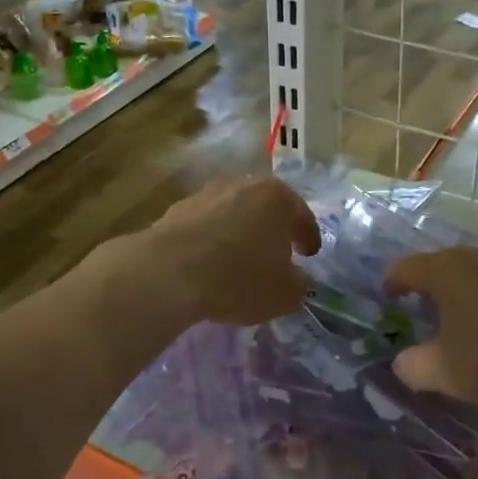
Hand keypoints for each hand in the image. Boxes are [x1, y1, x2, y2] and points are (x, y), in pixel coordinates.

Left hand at [143, 176, 321, 325]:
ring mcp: (207, 193)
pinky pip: (206, 224)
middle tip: (277, 251)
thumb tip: (296, 278)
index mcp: (278, 197)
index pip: (302, 216)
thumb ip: (298, 284)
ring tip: (240, 258)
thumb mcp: (283, 294)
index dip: (308, 237)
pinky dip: (212, 239)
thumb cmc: (238, 278)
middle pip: (266, 207)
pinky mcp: (177, 208)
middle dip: (273, 229)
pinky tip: (209, 261)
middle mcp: (243, 185)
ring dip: (240, 231)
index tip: (309, 254)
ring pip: (234, 212)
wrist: (168, 273)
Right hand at [382, 246, 477, 419]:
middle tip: (424, 314)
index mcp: (446, 270)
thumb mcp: (446, 373)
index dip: (391, 283)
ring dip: (466, 294)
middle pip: (442, 265)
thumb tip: (402, 362)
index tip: (388, 300)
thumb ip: (413, 367)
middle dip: (430, 288)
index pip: (404, 267)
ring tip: (466, 324)